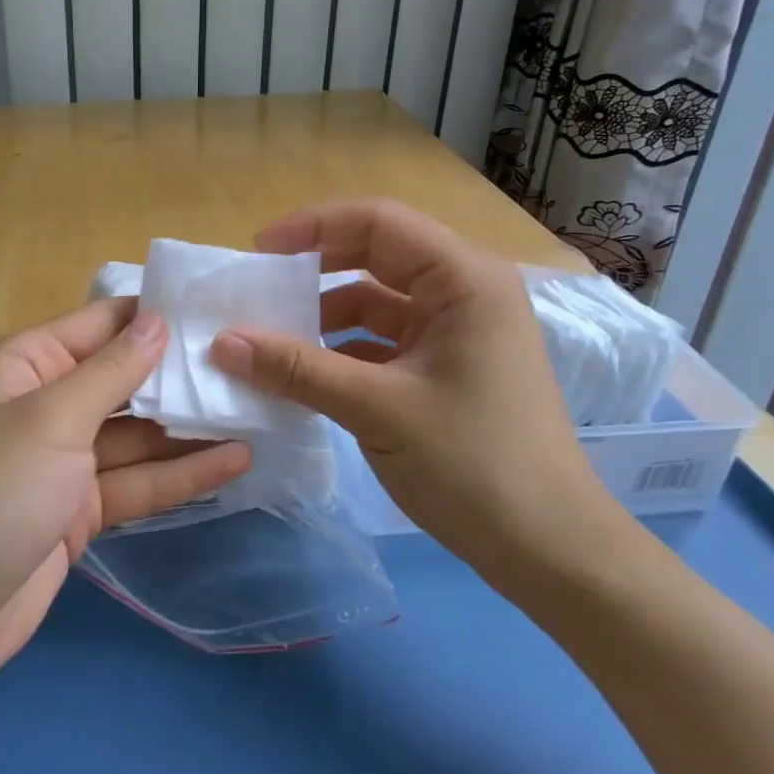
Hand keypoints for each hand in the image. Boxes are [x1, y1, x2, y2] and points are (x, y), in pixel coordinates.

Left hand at [0, 296, 249, 706]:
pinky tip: (235, 463)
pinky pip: (137, 483)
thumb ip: (110, 371)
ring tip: (257, 411)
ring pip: (138, 434)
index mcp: (27, 365)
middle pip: (125, 379)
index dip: (157, 315)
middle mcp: (48, 404)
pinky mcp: (80, 511)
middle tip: (252, 364)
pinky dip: (180, 475)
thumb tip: (158, 319)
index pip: (102, 324)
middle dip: (181, 374)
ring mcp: (65, 461)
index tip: (220, 309)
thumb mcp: (49, 420)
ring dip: (190, 427)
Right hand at [208, 198, 633, 596]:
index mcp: (464, 278)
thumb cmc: (473, 465)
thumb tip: (222, 342)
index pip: (378, 221)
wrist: (552, 552)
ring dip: (324, 313)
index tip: (259, 253)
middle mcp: (464, 291)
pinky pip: (384, 339)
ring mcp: (457, 331)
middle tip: (259, 287)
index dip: (313, 227)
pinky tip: (302, 371)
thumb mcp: (376, 409)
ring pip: (377, 300)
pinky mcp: (448, 366)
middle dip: (314, 268)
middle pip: (376, 254)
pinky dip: (342, 349)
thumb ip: (296, 369)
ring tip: (270, 334)